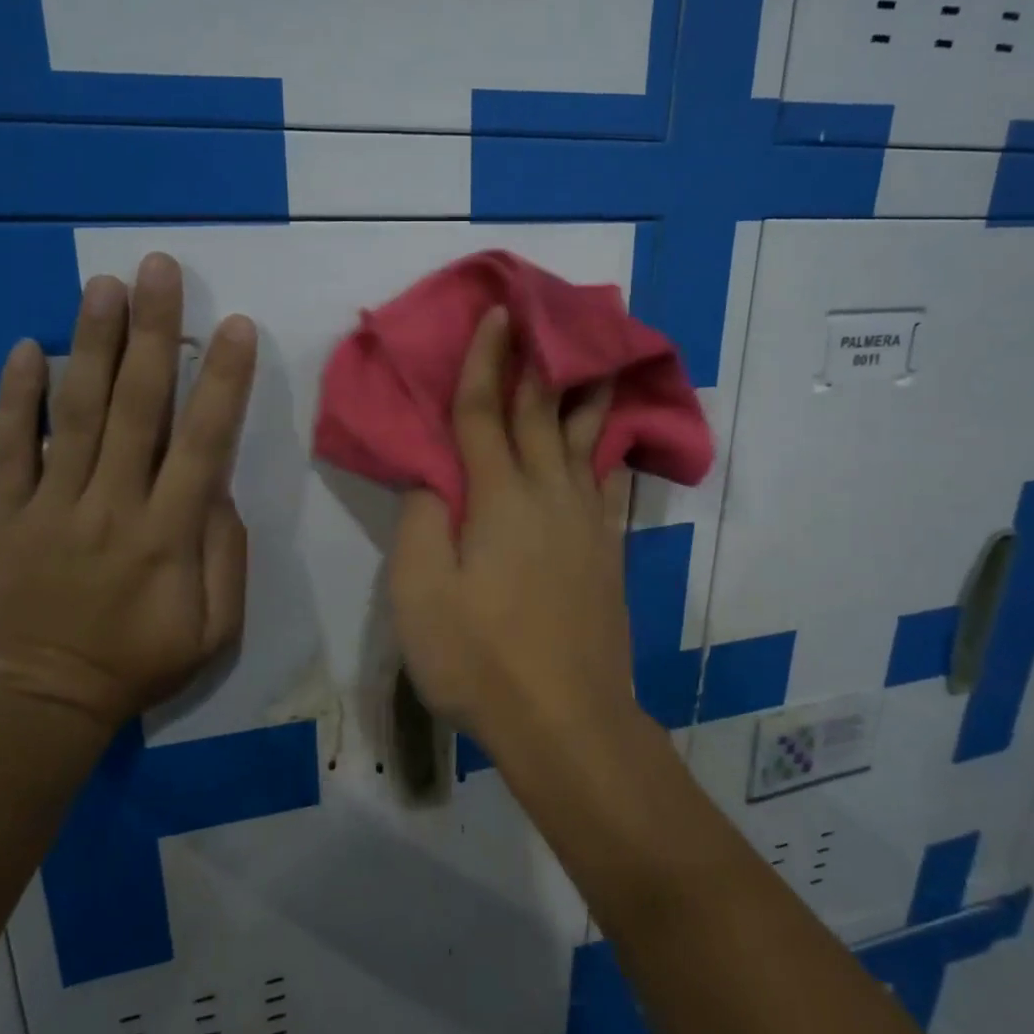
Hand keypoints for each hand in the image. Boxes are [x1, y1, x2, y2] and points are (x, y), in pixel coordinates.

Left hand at [0, 253, 256, 733]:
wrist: (39, 707)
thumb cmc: (139, 666)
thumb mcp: (213, 630)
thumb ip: (226, 556)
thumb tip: (217, 489)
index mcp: (169, 535)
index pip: (203, 443)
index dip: (222, 382)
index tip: (235, 326)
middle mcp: (112, 507)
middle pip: (138, 408)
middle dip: (154, 334)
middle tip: (159, 270)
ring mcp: (51, 508)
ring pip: (77, 415)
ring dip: (93, 346)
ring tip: (105, 286)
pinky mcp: (2, 517)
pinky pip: (9, 451)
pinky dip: (15, 399)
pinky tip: (27, 347)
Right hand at [389, 306, 632, 748]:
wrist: (565, 719)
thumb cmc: (480, 658)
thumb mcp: (420, 595)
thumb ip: (422, 524)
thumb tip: (432, 478)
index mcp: (498, 499)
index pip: (484, 413)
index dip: (484, 360)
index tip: (496, 313)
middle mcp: (548, 495)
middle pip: (542, 413)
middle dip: (537, 361)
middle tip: (543, 315)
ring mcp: (586, 522)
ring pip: (586, 440)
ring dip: (585, 394)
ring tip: (595, 358)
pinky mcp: (607, 551)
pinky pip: (609, 483)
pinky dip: (609, 451)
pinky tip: (612, 441)